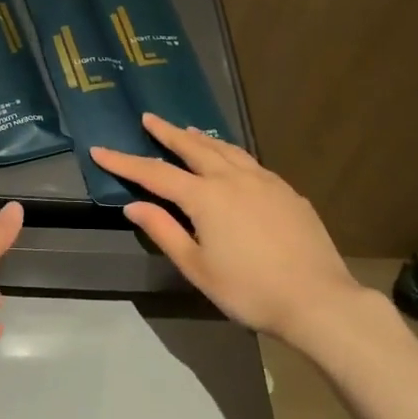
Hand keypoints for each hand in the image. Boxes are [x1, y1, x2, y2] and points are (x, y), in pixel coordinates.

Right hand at [91, 116, 380, 340]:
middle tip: (149, 118)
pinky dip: (231, 153)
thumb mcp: (197, 267)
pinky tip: (232, 160)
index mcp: (206, 197)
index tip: (100, 150)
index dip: (124, 162)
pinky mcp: (287, 192)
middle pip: (193, 147)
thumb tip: (134, 205)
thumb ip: (164, 231)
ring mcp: (265, 182)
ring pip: (227, 150)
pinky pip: (250, 162)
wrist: (317, 300)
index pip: (155, 173)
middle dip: (167, 132)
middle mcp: (233, 179)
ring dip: (202, 138)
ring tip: (188, 130)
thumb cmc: (249, 289)